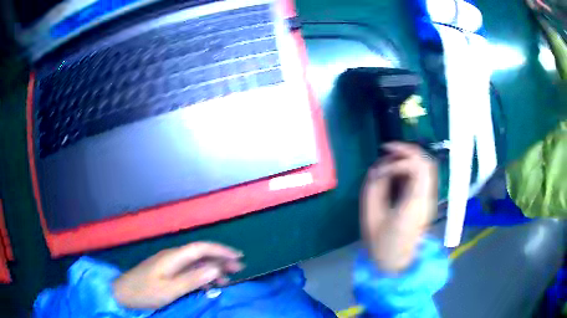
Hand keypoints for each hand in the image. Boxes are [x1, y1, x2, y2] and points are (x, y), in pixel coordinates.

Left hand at [112, 242, 243, 308]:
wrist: (122, 293)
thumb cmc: (145, 292)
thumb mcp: (170, 289)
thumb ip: (192, 279)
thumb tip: (215, 269)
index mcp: (173, 257)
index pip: (201, 248)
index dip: (220, 250)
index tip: (238, 257)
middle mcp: (172, 257)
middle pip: (200, 254)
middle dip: (220, 259)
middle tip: (237, 269)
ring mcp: (169, 264)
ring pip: (195, 263)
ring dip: (212, 269)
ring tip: (226, 280)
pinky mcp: (166, 272)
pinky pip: (188, 271)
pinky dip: (201, 277)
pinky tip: (208, 286)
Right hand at [361, 143, 436, 272]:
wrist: (397, 263)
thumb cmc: (382, 244)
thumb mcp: (371, 216)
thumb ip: (374, 187)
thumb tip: (379, 168)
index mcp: (415, 204)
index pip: (418, 169)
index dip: (398, 162)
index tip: (381, 171)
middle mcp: (427, 198)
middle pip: (427, 162)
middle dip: (407, 150)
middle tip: (387, 149)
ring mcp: (429, 198)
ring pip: (427, 166)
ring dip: (410, 156)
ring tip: (390, 156)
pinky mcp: (426, 199)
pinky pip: (423, 175)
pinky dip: (411, 166)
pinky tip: (397, 169)